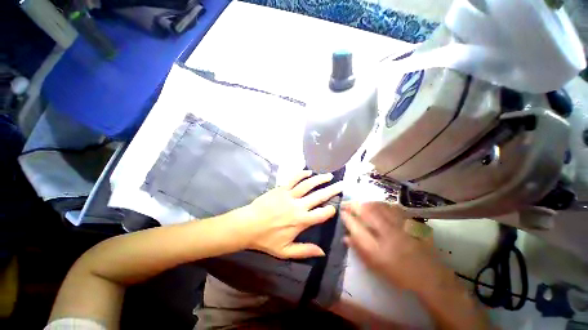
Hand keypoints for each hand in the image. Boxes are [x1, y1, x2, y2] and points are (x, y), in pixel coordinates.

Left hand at [240, 170, 342, 258]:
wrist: (248, 225)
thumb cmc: (266, 239)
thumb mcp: (285, 251)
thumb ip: (305, 251)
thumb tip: (322, 252)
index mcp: (301, 221)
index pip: (321, 214)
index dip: (331, 210)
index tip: (335, 207)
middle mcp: (298, 206)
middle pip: (319, 196)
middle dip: (332, 190)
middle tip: (341, 184)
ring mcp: (289, 195)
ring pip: (308, 184)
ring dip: (319, 179)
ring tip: (328, 176)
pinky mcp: (281, 188)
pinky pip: (294, 179)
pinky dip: (302, 174)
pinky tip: (309, 172)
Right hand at [341, 202, 449, 291]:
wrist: (429, 276)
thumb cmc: (399, 274)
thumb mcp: (376, 266)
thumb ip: (359, 249)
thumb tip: (345, 237)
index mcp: (378, 249)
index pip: (356, 227)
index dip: (346, 217)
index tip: (341, 212)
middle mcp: (388, 234)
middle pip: (367, 212)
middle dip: (354, 205)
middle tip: (347, 204)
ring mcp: (400, 226)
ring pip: (380, 207)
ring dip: (367, 203)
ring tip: (360, 203)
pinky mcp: (410, 222)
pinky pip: (393, 207)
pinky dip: (382, 204)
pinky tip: (378, 205)